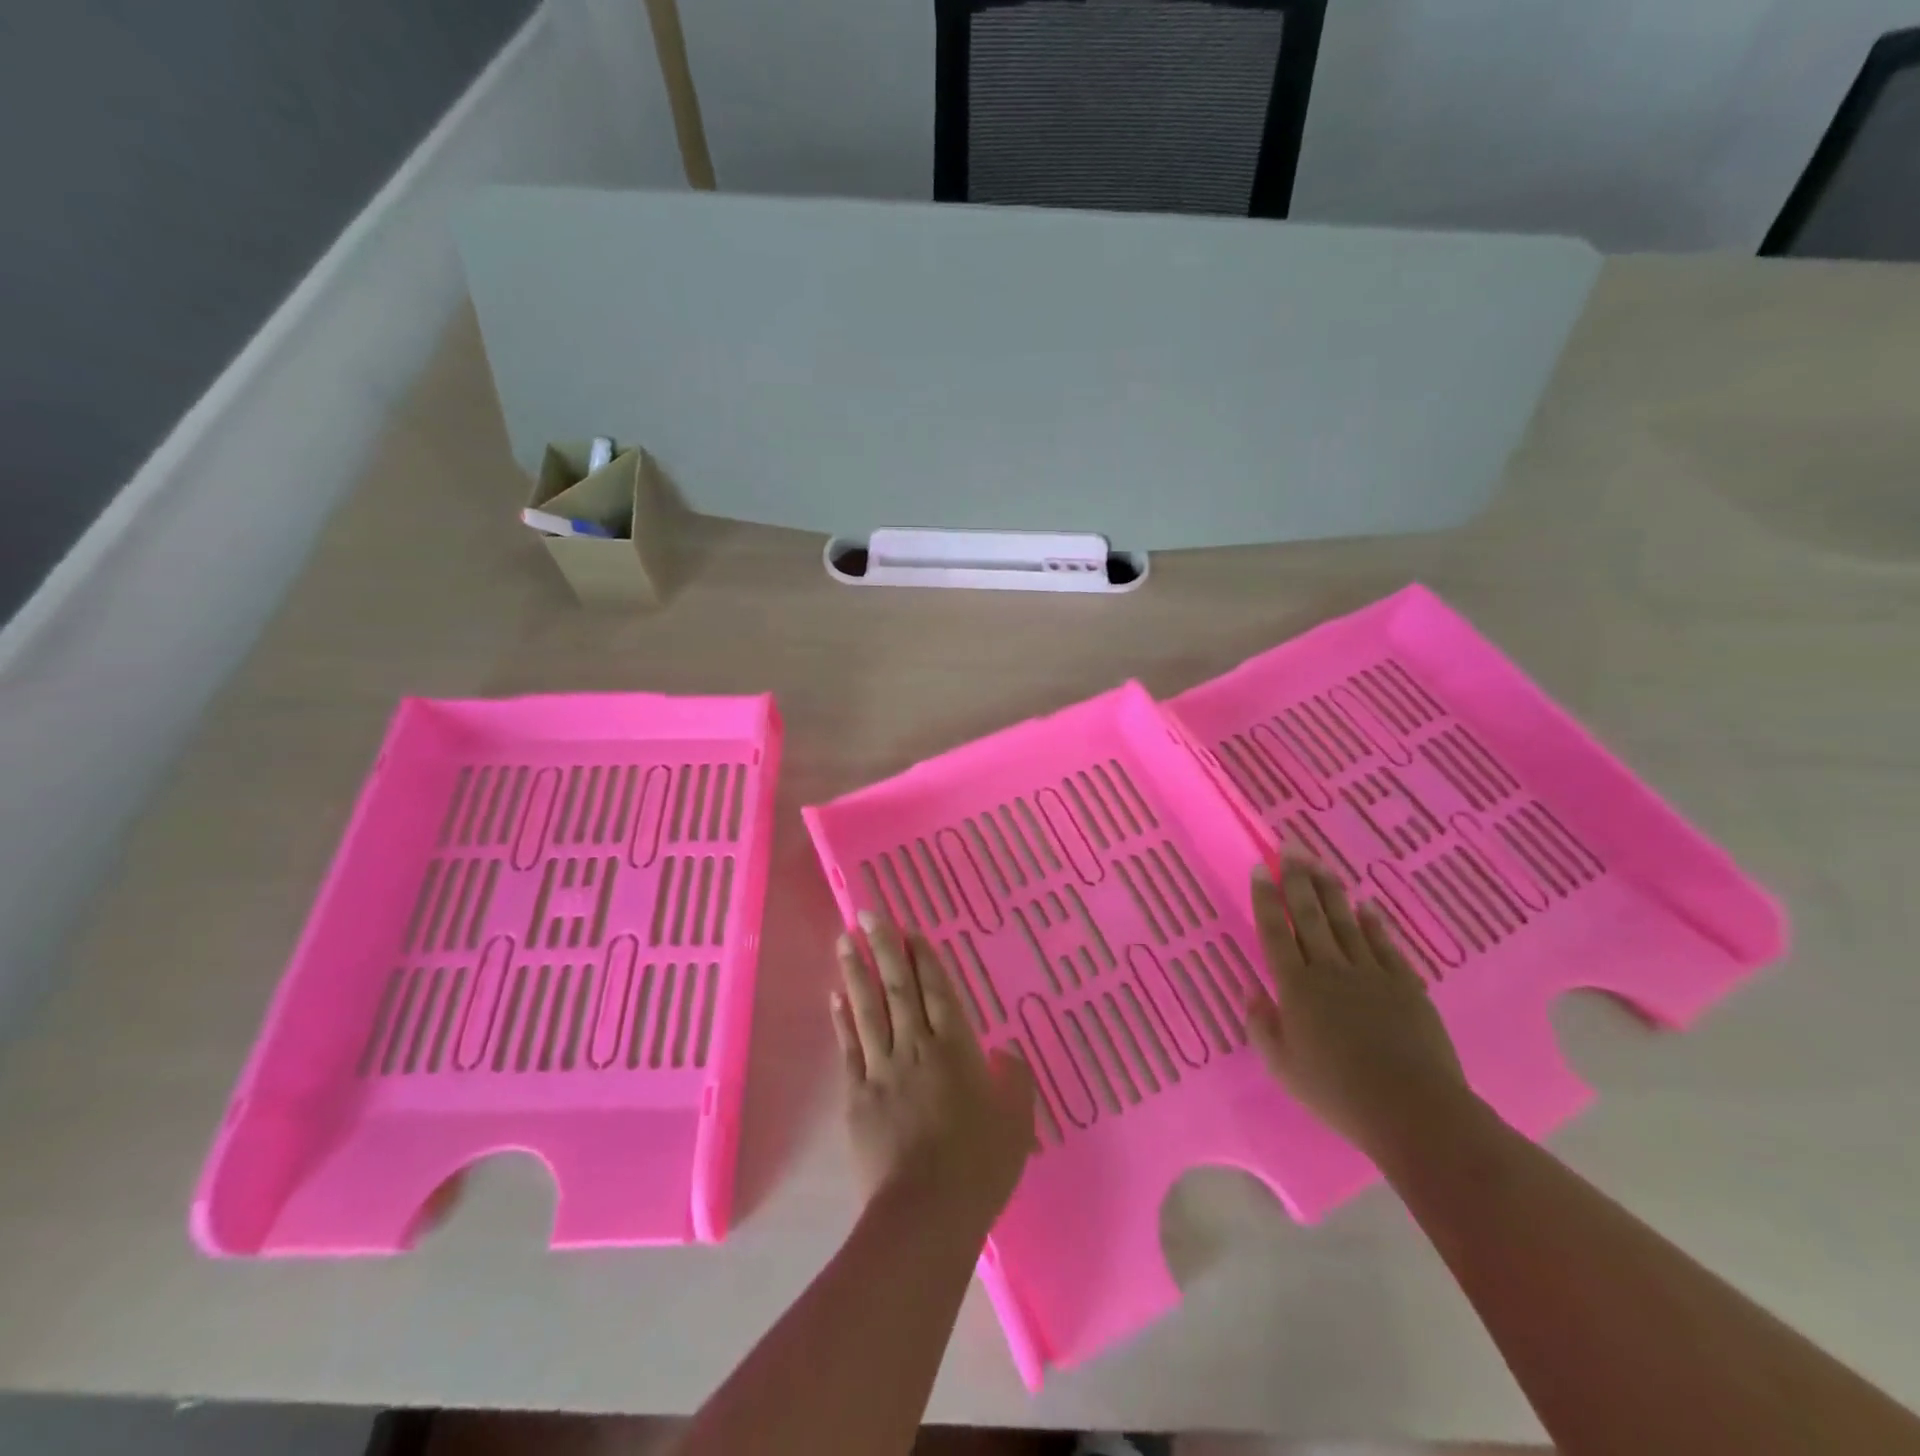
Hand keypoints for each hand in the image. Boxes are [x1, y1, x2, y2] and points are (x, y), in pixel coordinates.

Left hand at [830, 911, 1036, 1231]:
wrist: (926, 1214)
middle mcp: (915, 1048)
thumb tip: (1005, 1052)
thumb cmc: (979, 1166)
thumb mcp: (1016, 1122)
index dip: (922, 957)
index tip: (908, 928)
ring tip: (844, 940)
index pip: (936, 990)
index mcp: (955, 1049)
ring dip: (855, 972)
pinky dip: (842, 1020)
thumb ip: (1013, 1080)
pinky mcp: (858, 1096)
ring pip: (868, 1009)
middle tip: (869, 913)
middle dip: (883, 947)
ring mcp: (882, 1070)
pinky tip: (835, 996)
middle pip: (898, 988)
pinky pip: (850, 1049)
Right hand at [1243, 858, 1474, 1158]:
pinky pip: (1385, 946)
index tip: (1260, 869)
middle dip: (1297, 879)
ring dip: (1331, 891)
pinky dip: (1374, 924)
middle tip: (1290, 848)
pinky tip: (1367, 906)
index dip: (1266, 898)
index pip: (1275, 931)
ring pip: (1345, 922)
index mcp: (1295, 986)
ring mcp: (1370, 974)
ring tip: (1320, 863)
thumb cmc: (1337, 1092)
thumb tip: (1252, 991)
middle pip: (1309, 915)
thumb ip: (1262, 1025)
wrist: (1412, 1109)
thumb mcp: (1282, 1066)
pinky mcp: (1405, 986)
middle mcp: (1329, 969)